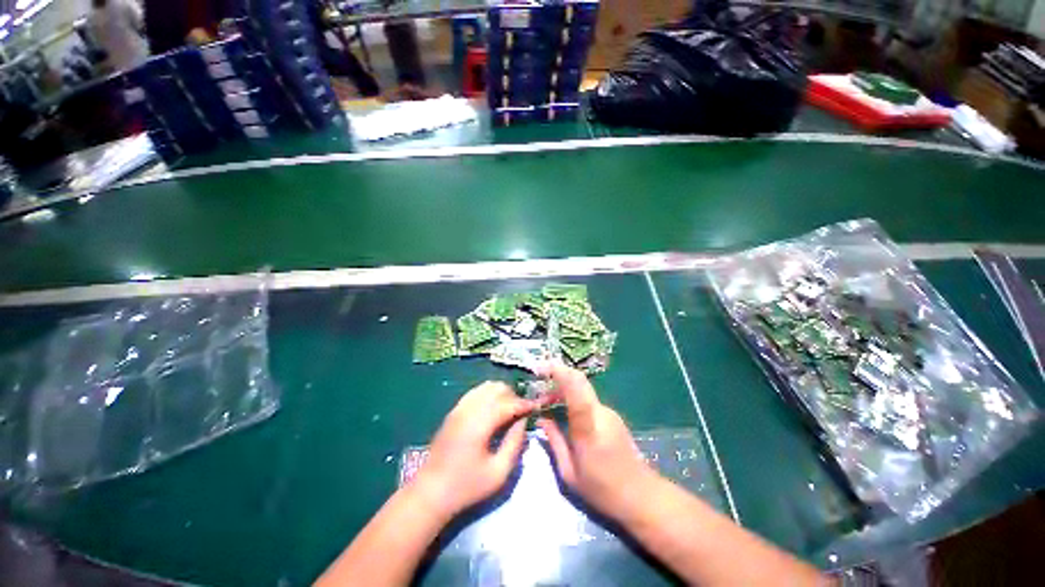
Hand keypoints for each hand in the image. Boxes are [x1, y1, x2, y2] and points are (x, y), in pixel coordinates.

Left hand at [413, 381, 532, 519]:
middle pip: (497, 389)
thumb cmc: (467, 486)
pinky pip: (475, 392)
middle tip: (523, 412)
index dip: (524, 403)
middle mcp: (469, 409)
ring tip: (510, 410)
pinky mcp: (454, 410)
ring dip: (501, 393)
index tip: (537, 407)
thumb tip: (524, 422)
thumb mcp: (498, 472)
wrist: (430, 492)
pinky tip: (493, 409)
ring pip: (486, 386)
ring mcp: (459, 408)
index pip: (508, 403)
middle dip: (514, 396)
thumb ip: (514, 443)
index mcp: (480, 423)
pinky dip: (488, 394)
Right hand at [536, 363, 656, 515]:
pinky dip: (572, 397)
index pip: (576, 390)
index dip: (560, 373)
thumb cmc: (602, 490)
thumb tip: (541, 418)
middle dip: (557, 374)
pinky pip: (587, 399)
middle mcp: (600, 412)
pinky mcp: (612, 415)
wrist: (641, 495)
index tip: (541, 367)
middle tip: (539, 382)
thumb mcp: (569, 472)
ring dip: (563, 388)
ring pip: (582, 389)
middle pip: (579, 381)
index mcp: (588, 428)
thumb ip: (554, 441)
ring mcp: (608, 411)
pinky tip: (563, 410)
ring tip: (546, 401)